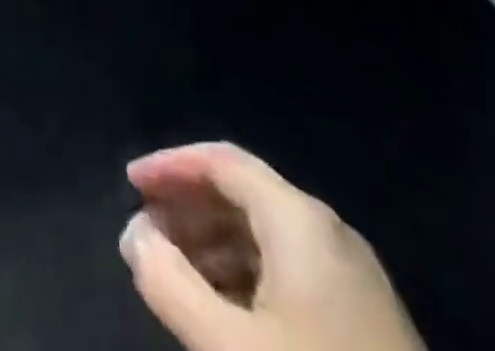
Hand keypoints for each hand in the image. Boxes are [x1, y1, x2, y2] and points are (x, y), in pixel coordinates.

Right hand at [120, 143, 423, 350]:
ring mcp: (352, 278)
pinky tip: (220, 309)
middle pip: (243, 193)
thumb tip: (134, 234)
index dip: (170, 165)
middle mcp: (328, 232)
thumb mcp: (231, 345)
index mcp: (300, 219)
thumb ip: (170, 283)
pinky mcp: (365, 322)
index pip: (222, 161)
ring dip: (212, 242)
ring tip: (172, 271)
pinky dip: (243, 274)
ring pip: (265, 235)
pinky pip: (288, 271)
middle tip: (144, 231)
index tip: (130, 184)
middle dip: (188, 206)